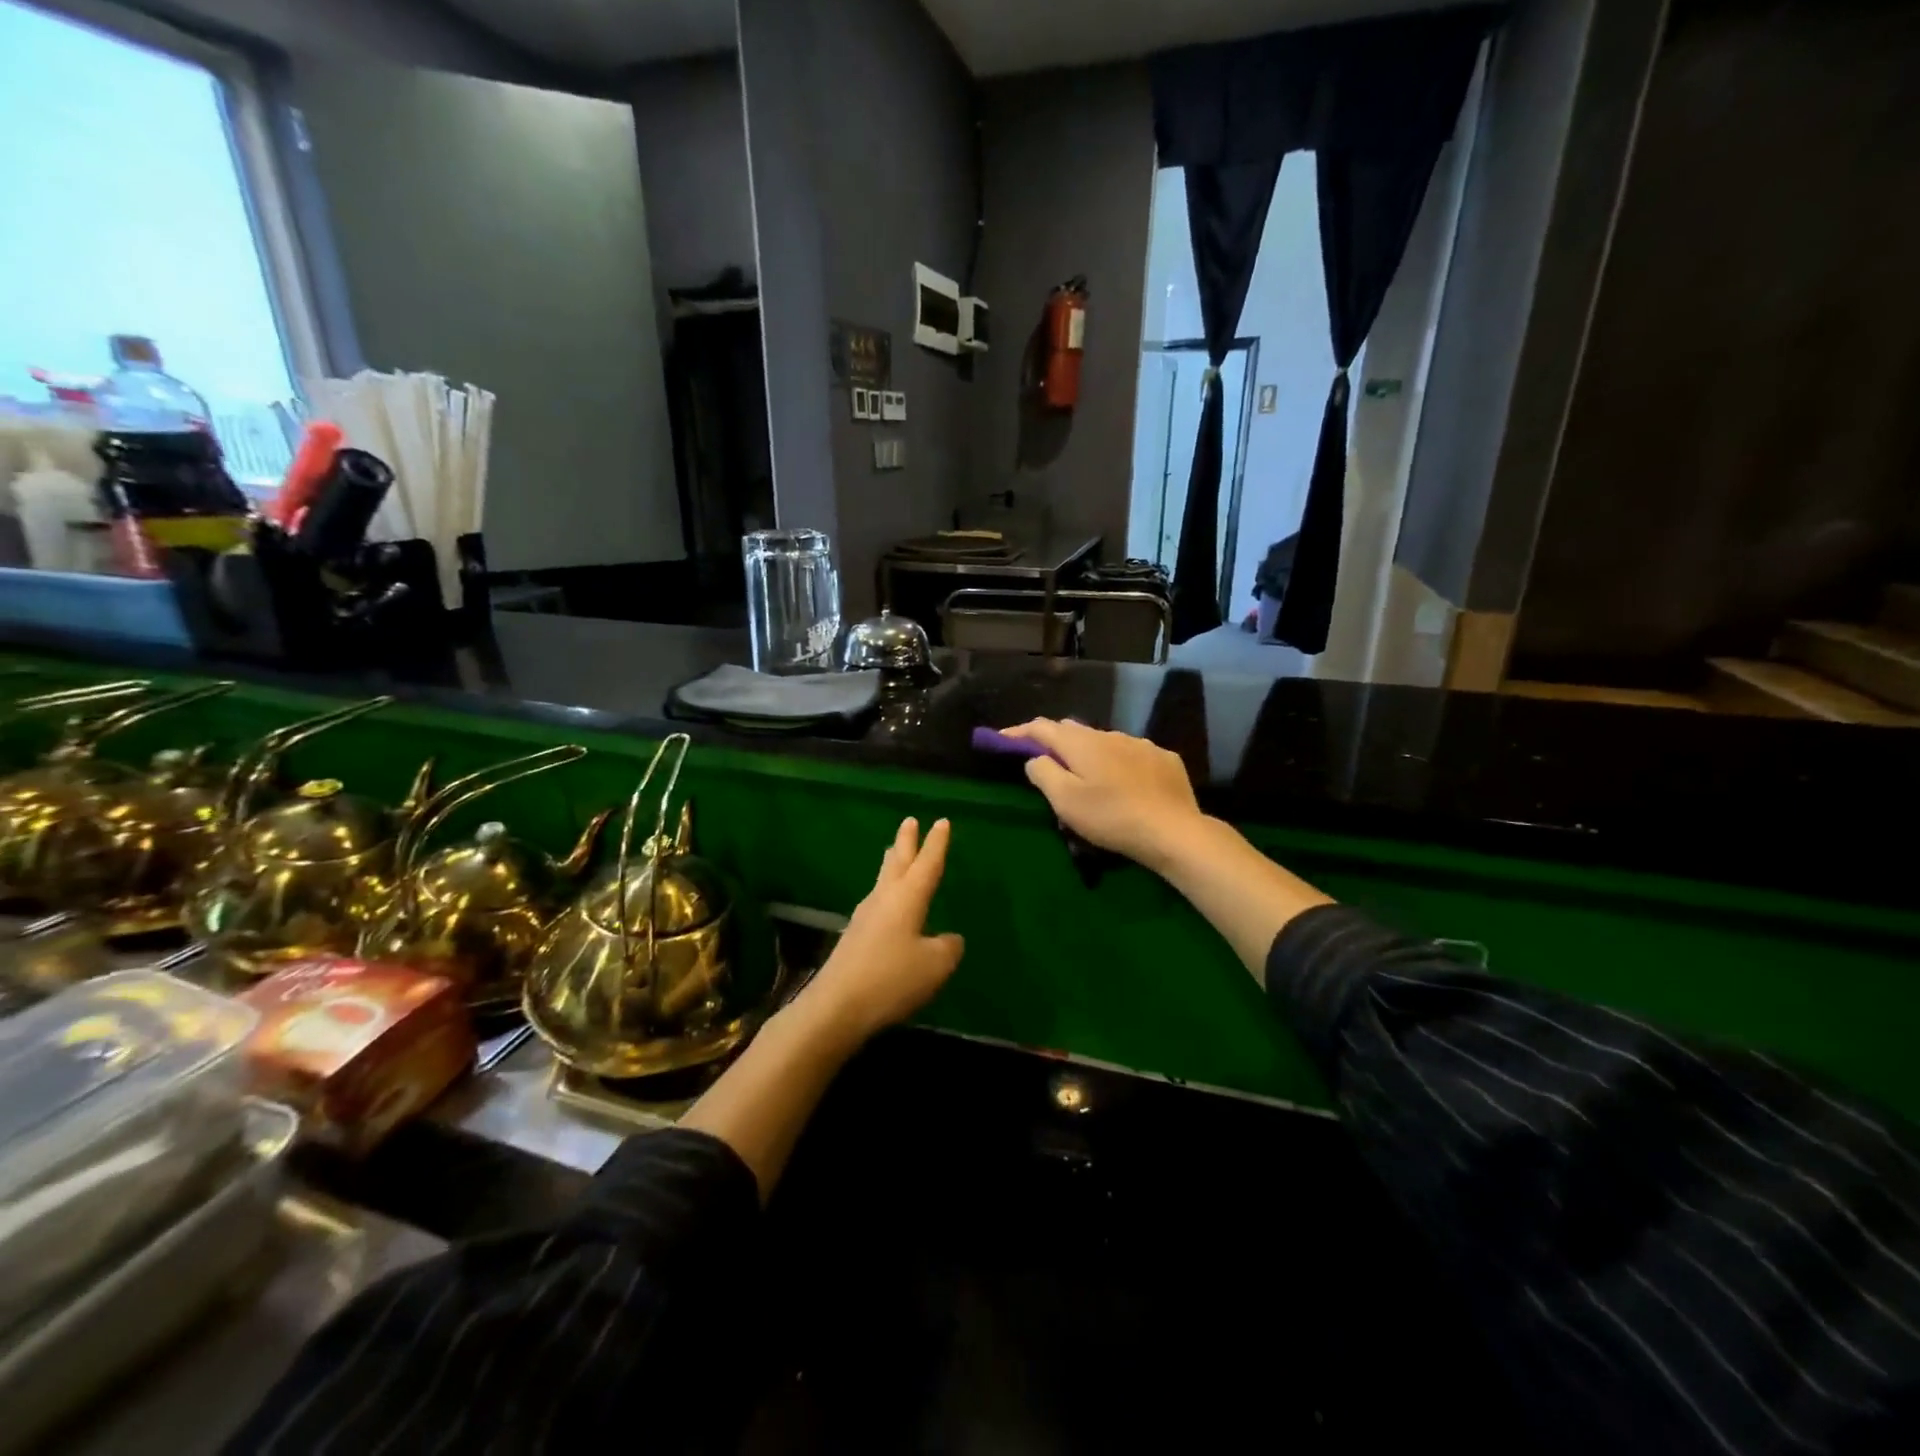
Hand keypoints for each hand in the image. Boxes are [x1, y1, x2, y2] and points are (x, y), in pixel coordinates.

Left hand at [793, 817, 964, 1046]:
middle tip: (909, 821)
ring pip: (883, 880)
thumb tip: (949, 939)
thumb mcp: (935, 965)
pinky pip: (876, 903)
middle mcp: (884, 899)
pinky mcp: (854, 937)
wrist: (836, 1006)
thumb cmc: (892, 979)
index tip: (942, 821)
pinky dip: (886, 892)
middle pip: (897, 862)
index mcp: (907, 897)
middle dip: (906, 841)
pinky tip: (887, 905)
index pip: (927, 863)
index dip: (937, 844)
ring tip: (894, 853)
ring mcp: (865, 917)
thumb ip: (948, 947)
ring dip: (892, 864)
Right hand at [1001, 719, 1204, 869]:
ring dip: (1090, 753)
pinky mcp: (1164, 759)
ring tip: (1088, 776)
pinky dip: (1120, 763)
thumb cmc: (1111, 817)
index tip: (1003, 739)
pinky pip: (1133, 754)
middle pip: (1073, 730)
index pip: (1042, 727)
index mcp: (1081, 743)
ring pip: (1105, 741)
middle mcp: (1110, 734)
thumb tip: (1035, 758)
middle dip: (1054, 741)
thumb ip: (1044, 774)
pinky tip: (1125, 783)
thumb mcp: (1066, 801)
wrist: (1173, 831)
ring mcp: (1141, 744)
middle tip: (1044, 760)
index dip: (1020, 732)